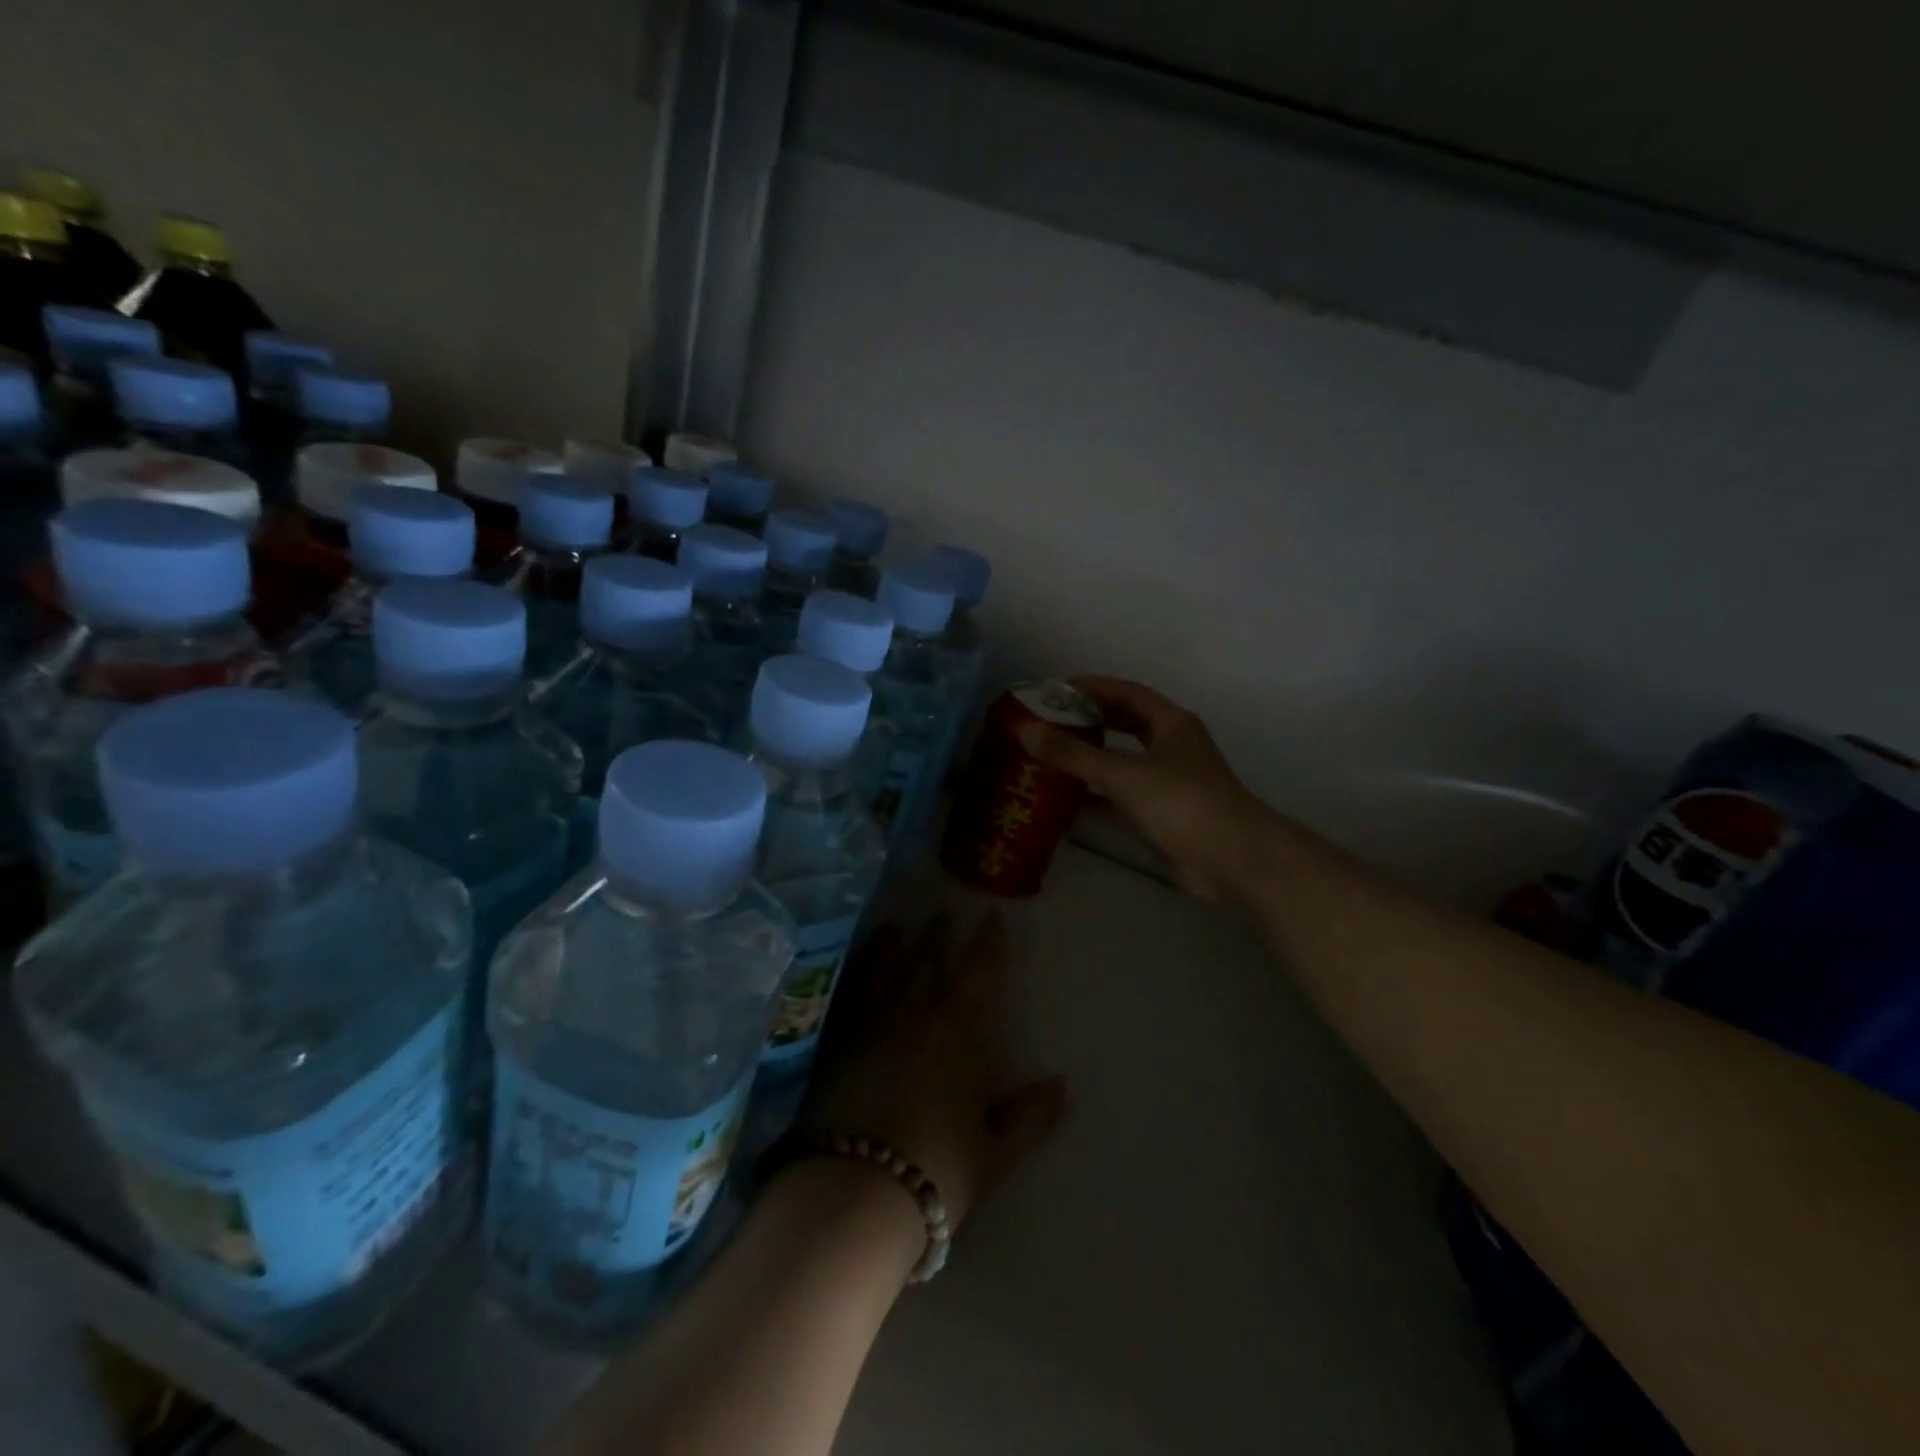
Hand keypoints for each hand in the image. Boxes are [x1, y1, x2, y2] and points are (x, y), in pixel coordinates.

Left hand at [801, 913, 1067, 1232]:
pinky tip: (855, 967)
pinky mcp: (837, 1042)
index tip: (992, 916)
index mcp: (957, 1031)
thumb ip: (1030, 1116)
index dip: (987, 943)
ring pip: (886, 970)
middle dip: (940, 936)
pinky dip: (856, 974)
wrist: (854, 1194)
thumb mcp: (994, 1152)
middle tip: (944, 913)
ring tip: (897, 925)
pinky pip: (850, 994)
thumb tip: (1063, 1085)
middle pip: (929, 962)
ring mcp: (871, 1024)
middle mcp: (914, 1014)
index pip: (978, 972)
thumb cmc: (936, 1171)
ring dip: (894, 945)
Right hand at [1019, 676, 1269, 903]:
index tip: (1055, 691)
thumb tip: (1025, 730)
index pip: (1127, 692)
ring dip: (1092, 758)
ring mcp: (1170, 781)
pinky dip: (1098, 795)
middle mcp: (1172, 746)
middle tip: (1049, 723)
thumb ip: (1072, 754)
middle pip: (1126, 724)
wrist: (1230, 858)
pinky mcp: (1165, 814)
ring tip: (1051, 757)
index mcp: (1170, 723)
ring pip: (1124, 760)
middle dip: (1089, 721)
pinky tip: (1067, 801)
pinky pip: (1124, 795)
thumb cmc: (1180, 802)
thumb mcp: (1122, 773)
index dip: (1092, 687)